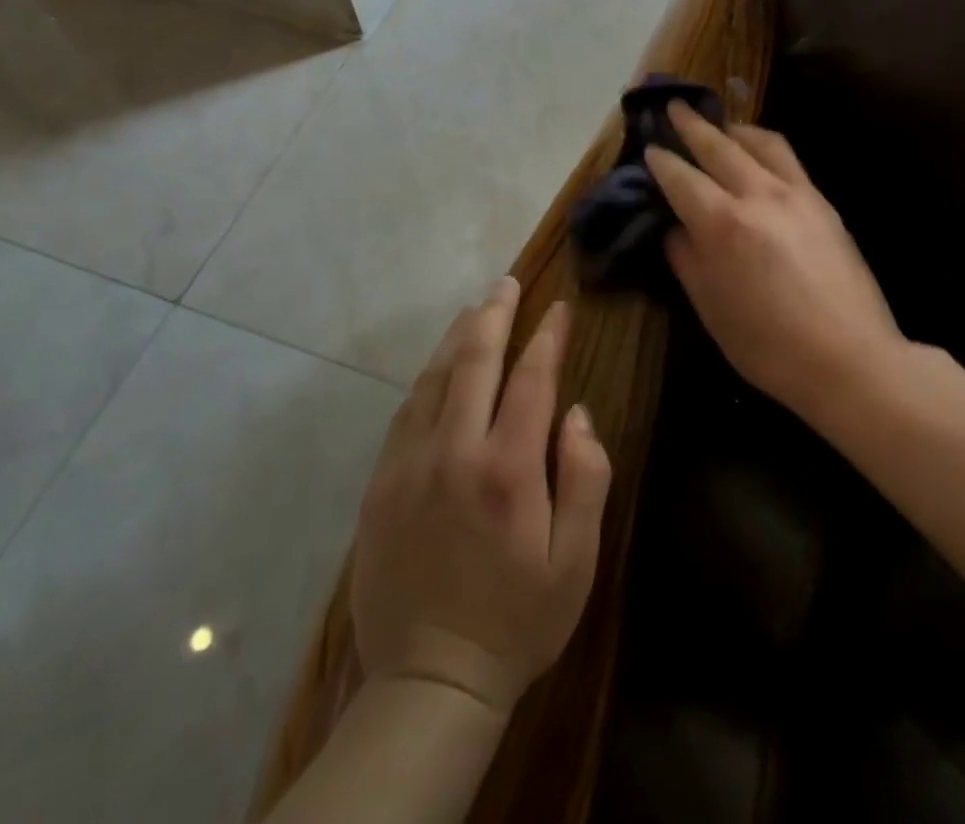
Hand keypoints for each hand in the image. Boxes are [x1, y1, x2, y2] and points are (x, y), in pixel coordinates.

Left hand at [351, 277, 611, 716]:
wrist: (429, 681)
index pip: (531, 378)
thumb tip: (574, 413)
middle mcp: (454, 451)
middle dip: (494, 314)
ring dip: (457, 337)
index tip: (558, 308)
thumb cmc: (517, 621)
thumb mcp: (575, 562)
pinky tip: (439, 368)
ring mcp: (409, 463)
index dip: (547, 336)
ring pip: (434, 378)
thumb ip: (584, 479)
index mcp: (507, 469)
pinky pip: (406, 411)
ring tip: (475, 309)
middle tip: (506, 283)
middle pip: (475, 360)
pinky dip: (427, 378)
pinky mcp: (381, 482)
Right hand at [647, 102, 908, 414]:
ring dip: (732, 128)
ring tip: (718, 124)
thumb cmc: (769, 346)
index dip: (662, 162)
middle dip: (692, 125)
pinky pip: (787, 158)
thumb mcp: (711, 310)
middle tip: (674, 107)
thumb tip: (676, 228)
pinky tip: (758, 152)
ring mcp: (796, 194)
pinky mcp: (822, 202)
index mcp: (723, 225)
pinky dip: (764, 144)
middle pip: (719, 147)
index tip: (649, 149)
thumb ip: (687, 260)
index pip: (682, 179)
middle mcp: (759, 196)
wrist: (851, 360)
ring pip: (760, 142)